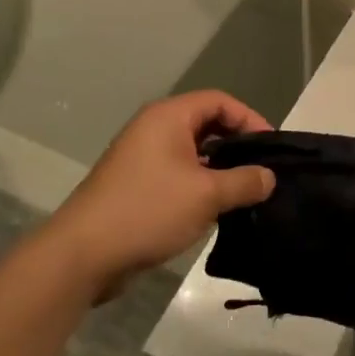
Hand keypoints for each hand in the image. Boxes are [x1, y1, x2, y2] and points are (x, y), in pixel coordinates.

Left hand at [41, 91, 274, 298]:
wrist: (83, 254)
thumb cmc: (148, 210)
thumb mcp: (207, 195)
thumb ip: (245, 182)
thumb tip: (269, 177)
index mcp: (168, 117)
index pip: (220, 102)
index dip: (250, 119)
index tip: (271, 149)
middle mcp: (154, 129)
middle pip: (207, 125)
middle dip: (237, 146)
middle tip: (263, 171)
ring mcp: (142, 158)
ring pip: (194, 153)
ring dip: (220, 170)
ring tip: (246, 193)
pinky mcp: (137, 186)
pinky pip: (179, 175)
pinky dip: (201, 186)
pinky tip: (217, 210)